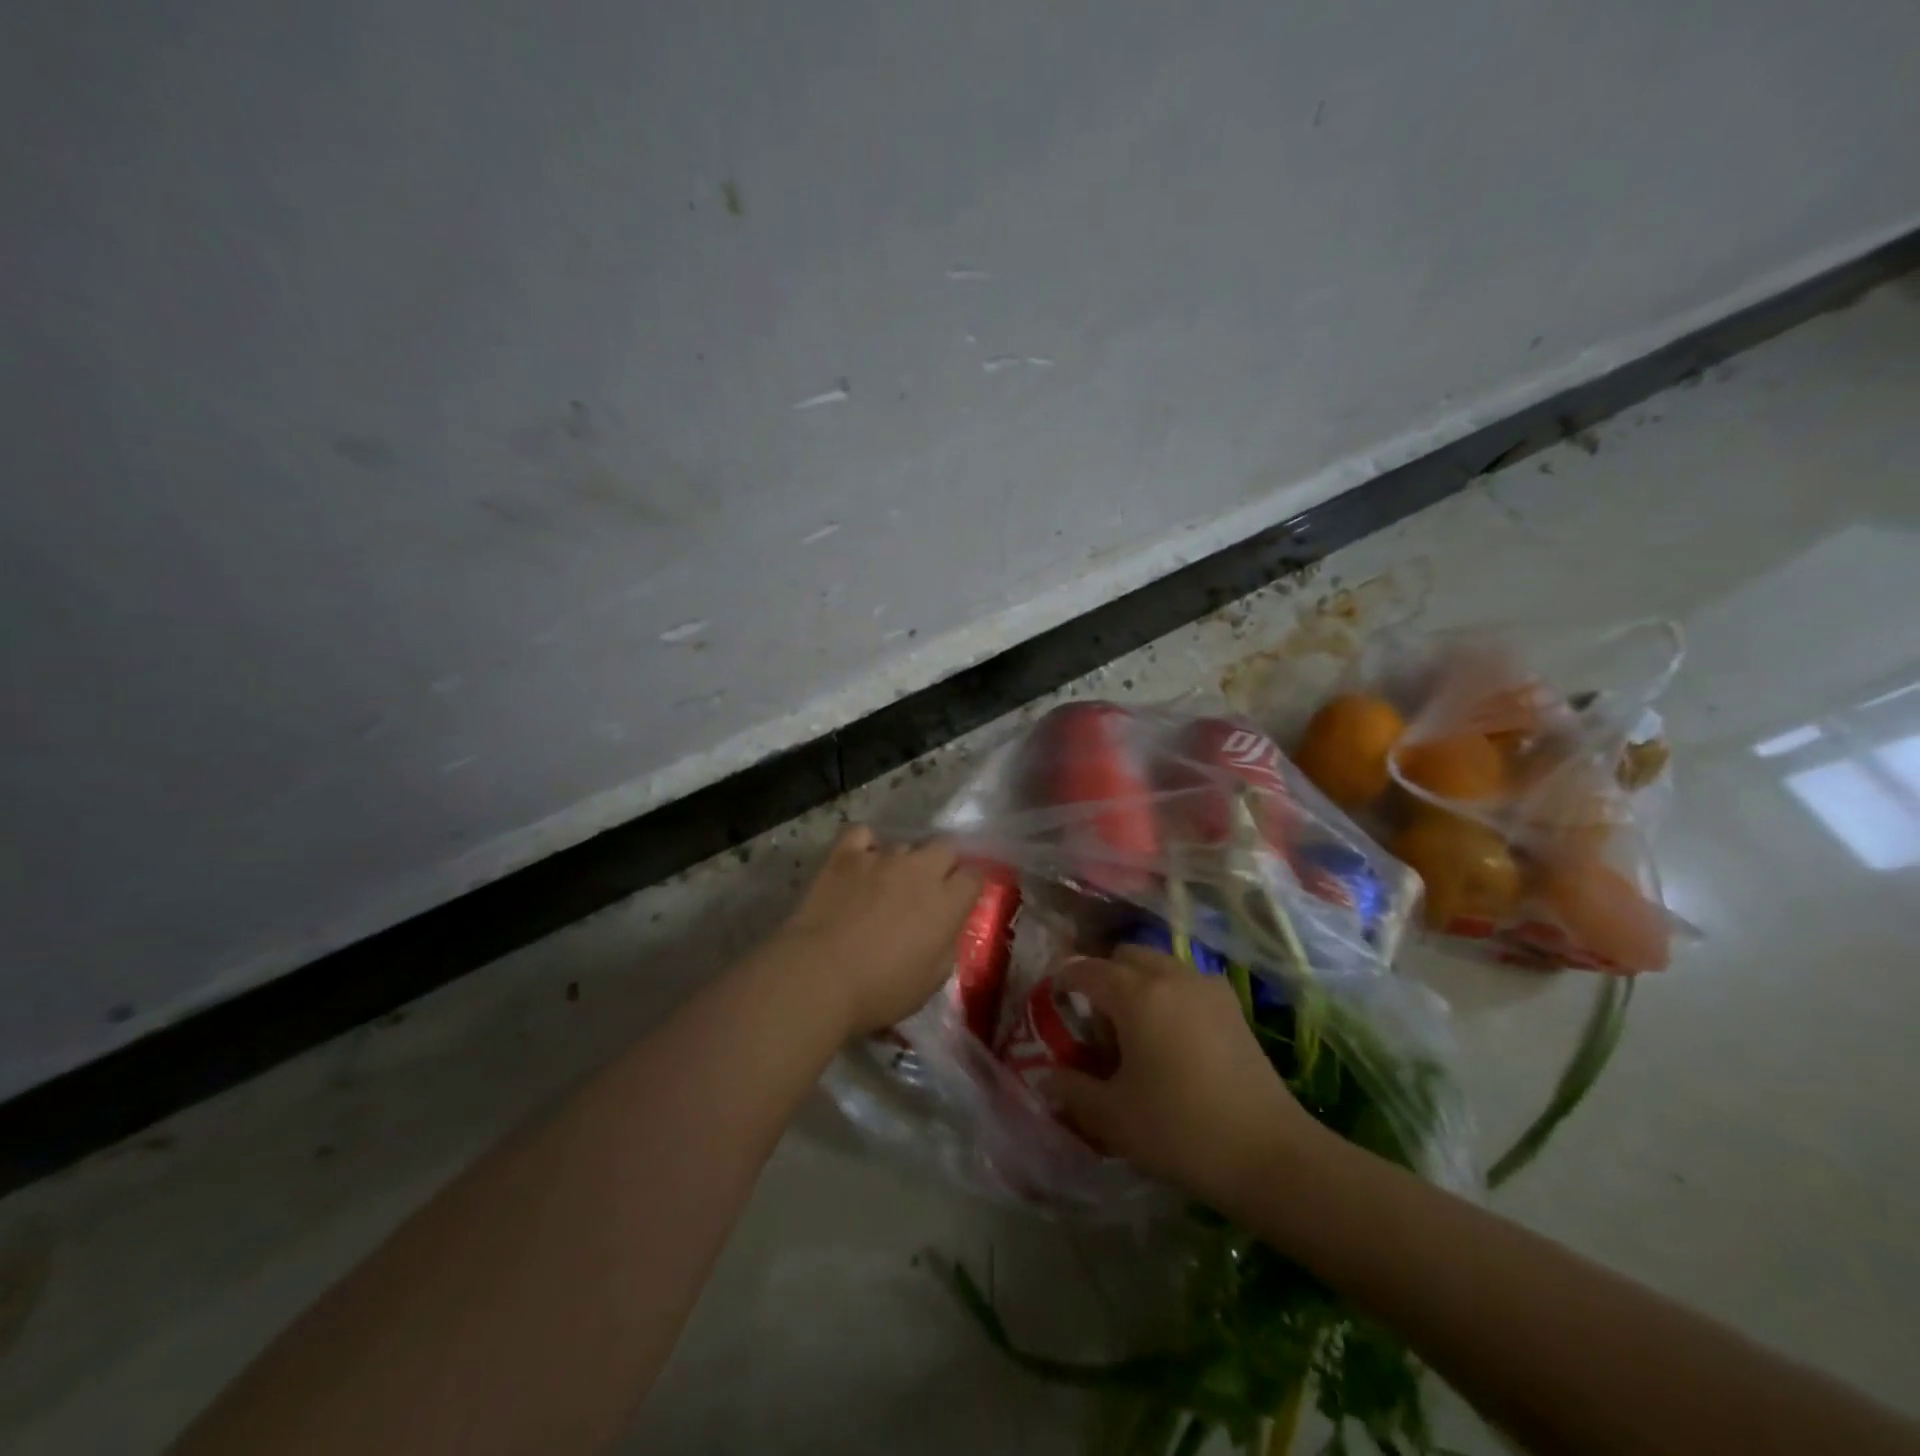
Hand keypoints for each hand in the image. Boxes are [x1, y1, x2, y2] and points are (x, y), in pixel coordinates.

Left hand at [773, 826, 983, 1037]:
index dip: (967, 887)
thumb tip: (944, 930)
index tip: (958, 901)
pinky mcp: (845, 855)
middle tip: (926, 889)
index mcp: (947, 903)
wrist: (820, 976)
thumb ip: (946, 946)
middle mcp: (920, 870)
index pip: (974, 876)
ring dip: (903, 861)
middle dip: (941, 863)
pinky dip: (864, 844)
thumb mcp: (931, 981)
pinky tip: (860, 861)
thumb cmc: (880, 990)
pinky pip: (862, 833)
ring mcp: (882, 858)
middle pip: (944, 847)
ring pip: (904, 844)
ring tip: (887, 883)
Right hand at [1052, 947, 1321, 1210]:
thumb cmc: (1180, 1130)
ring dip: (1137, 982)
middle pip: (1125, 956)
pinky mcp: (1233, 1007)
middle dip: (1103, 976)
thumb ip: (1072, 1089)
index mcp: (1136, 993)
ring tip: (1132, 1028)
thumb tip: (1046, 1077)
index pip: (1086, 970)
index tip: (1051, 1000)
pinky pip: (1186, 982)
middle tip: (1093, 1018)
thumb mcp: (1113, 1116)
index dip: (1063, 981)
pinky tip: (1170, 1036)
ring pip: (1158, 965)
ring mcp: (1207, 987)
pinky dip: (1168, 993)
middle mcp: (1171, 976)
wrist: (1270, 1154)